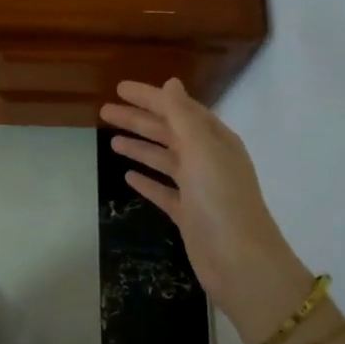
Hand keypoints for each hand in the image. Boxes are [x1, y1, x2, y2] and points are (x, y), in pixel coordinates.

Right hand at [100, 79, 315, 343]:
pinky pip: (164, 191)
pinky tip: (128, 177)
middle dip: (138, 120)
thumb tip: (171, 83)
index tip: (119, 88)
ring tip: (111, 141)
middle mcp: (207, 159)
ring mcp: (197, 188)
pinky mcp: (188, 214)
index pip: (178, 108)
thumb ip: (183, 115)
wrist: (239, 260)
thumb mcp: (202, 148)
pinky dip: (147, 181)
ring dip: (140, 147)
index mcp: (214, 139)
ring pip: (164, 160)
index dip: (149, 97)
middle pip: (168, 132)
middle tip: (105, 111)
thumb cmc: (220, 198)